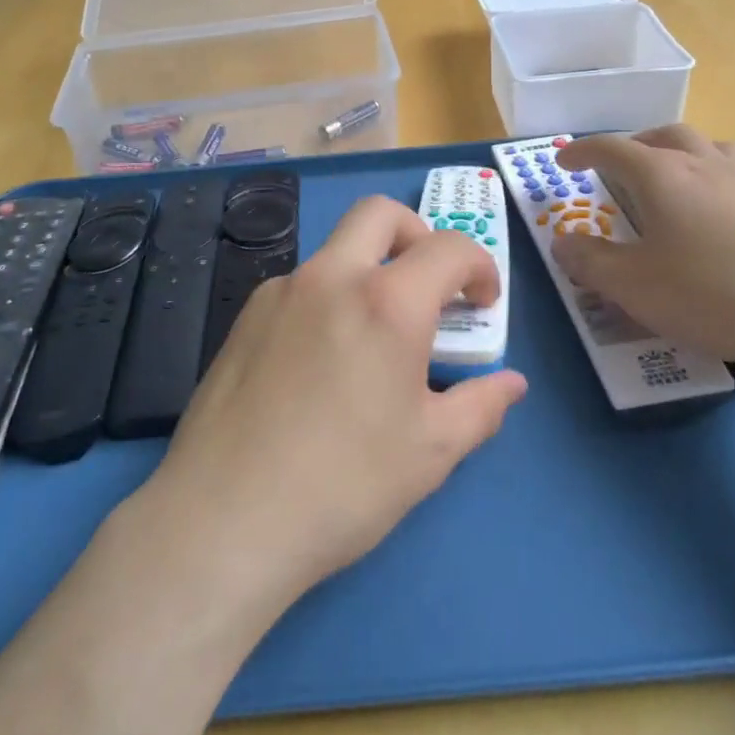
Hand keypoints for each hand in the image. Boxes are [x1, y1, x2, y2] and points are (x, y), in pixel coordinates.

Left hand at [141, 197, 527, 610]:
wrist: (224, 520)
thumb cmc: (344, 485)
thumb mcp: (431, 452)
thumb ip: (481, 406)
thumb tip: (510, 384)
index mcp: (386, 302)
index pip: (448, 248)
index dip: (478, 267)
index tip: (483, 304)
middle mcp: (330, 278)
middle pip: (378, 214)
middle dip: (417, 234)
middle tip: (428, 286)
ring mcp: (279, 293)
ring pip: (335, 251)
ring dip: (368, 270)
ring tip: (373, 339)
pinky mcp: (244, 318)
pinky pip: (300, 287)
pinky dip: (328, 300)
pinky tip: (322, 363)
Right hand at [551, 125, 734, 368]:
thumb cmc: (713, 293)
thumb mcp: (634, 287)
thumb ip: (591, 262)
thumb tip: (562, 241)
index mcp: (664, 176)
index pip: (612, 148)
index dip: (582, 150)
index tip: (563, 159)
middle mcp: (707, 166)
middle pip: (666, 135)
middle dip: (634, 144)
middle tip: (620, 166)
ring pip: (710, 148)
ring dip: (681, 154)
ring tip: (674, 179)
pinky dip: (717, 181)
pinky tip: (722, 216)